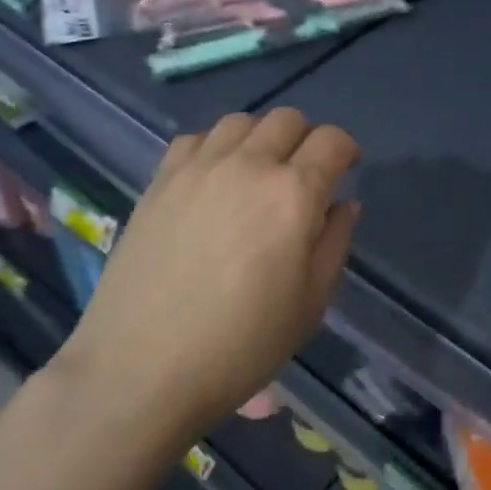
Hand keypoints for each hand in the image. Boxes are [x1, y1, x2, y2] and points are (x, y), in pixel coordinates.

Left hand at [63, 108, 360, 433]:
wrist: (142, 369)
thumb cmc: (242, 345)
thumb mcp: (311, 303)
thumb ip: (335, 243)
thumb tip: (344, 204)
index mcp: (293, 194)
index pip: (331, 141)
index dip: (347, 150)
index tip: (347, 170)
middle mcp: (247, 166)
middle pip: (287, 120)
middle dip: (307, 139)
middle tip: (306, 175)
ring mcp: (197, 169)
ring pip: (240, 121)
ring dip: (261, 138)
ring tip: (258, 173)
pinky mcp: (159, 182)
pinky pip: (194, 139)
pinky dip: (215, 147)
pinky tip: (213, 180)